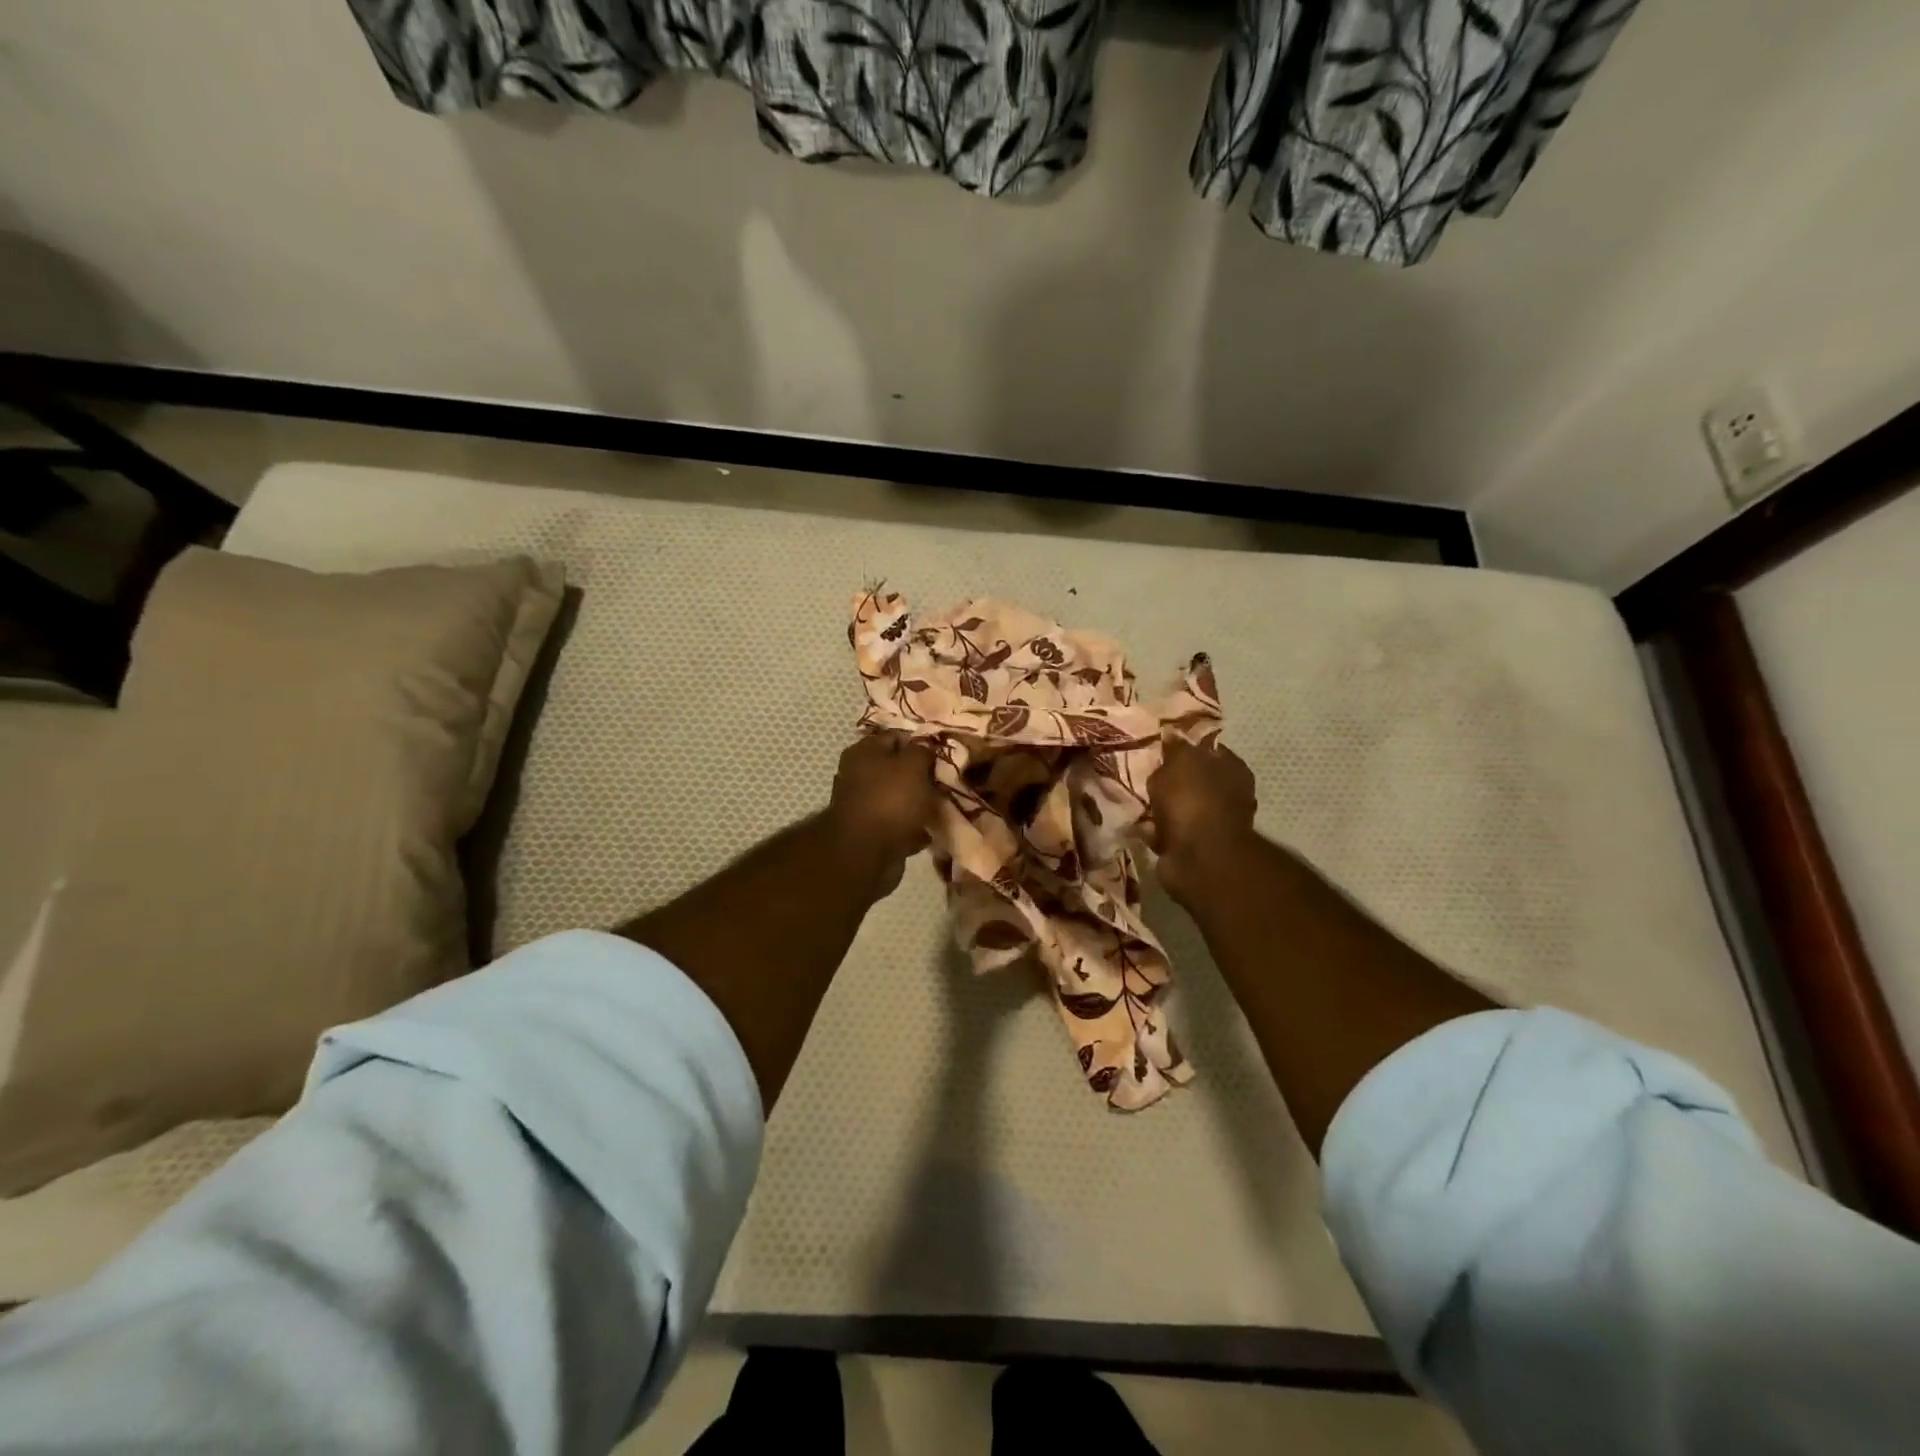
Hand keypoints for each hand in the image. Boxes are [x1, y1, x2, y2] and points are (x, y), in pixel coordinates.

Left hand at [824, 732, 938, 896]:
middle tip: (947, 781)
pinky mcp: (873, 832)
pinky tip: (931, 831)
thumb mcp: (913, 765)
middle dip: (923, 776)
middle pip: (898, 769)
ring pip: (901, 798)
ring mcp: (865, 805)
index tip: (944, 753)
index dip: (921, 742)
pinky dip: (914, 827)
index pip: (896, 736)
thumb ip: (922, 751)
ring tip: (944, 806)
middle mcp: (860, 775)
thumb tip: (926, 747)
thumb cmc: (890, 800)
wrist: (867, 854)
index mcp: (864, 752)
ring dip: (921, 803)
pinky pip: (900, 824)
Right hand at [1145, 735, 1258, 905]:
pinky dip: (1152, 829)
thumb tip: (1172, 734)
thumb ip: (1175, 747)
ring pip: (1176, 807)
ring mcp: (1210, 823)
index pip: (1207, 749)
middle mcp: (1226, 795)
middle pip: (1190, 780)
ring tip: (1134, 799)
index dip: (1183, 747)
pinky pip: (1166, 831)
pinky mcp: (1192, 847)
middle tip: (1142, 774)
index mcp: (1231, 768)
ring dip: (1156, 806)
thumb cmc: (1193, 800)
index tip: (1158, 747)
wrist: (1198, 858)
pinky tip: (1137, 824)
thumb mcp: (1180, 761)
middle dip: (1166, 779)